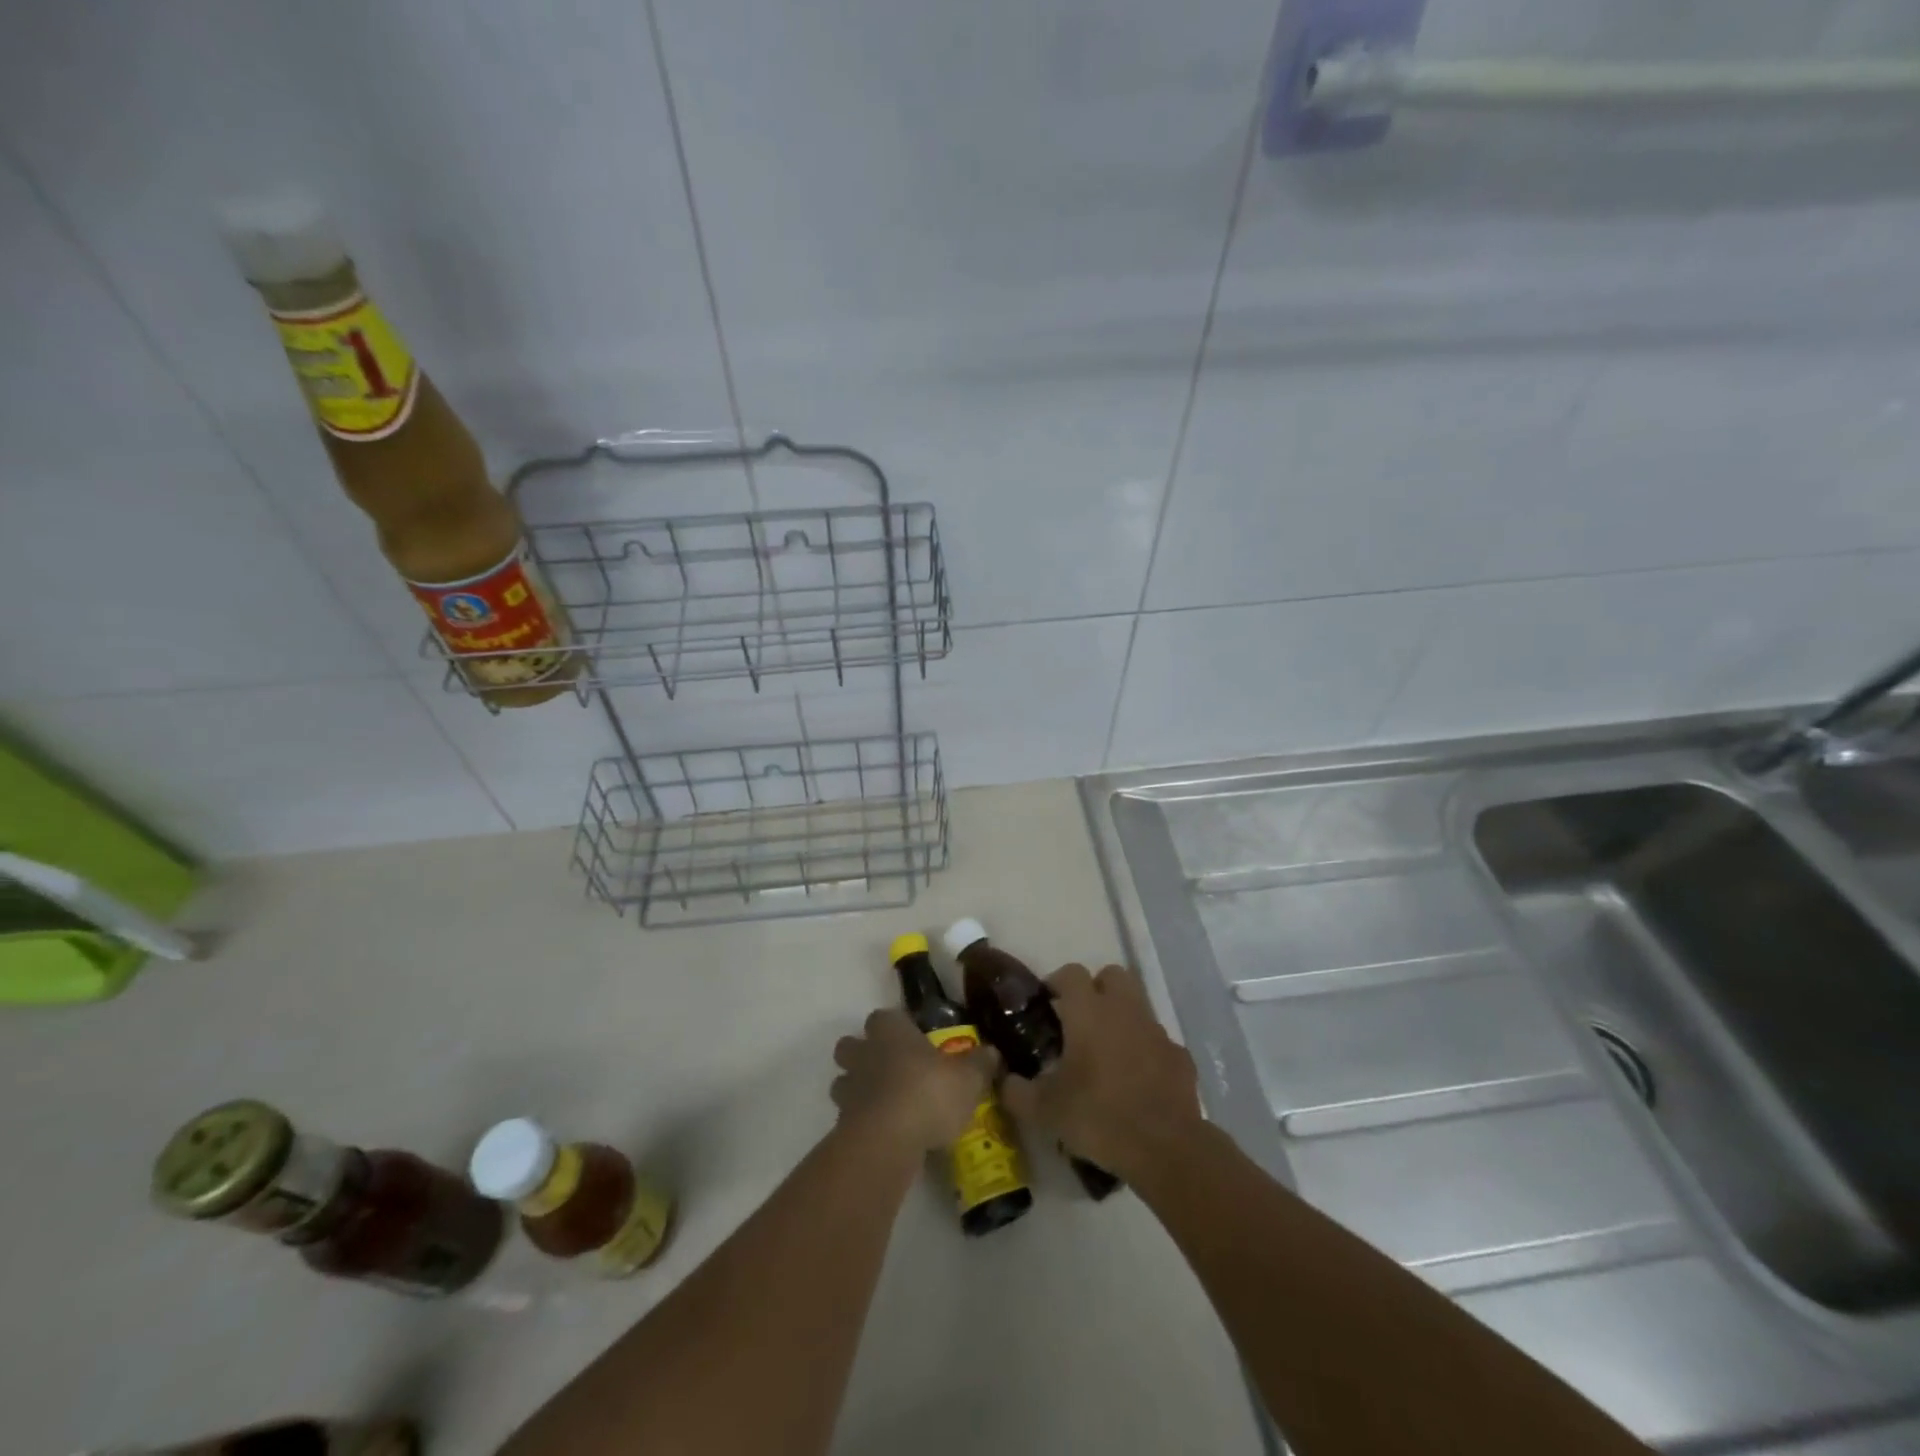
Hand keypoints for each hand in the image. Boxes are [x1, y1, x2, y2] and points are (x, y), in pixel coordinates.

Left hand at [831, 1008, 995, 1154]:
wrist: (887, 1141)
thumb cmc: (928, 1093)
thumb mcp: (968, 1079)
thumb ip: (980, 1064)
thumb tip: (993, 1052)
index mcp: (891, 1031)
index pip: (884, 1017)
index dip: (896, 1027)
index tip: (911, 1040)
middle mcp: (864, 1052)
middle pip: (851, 1045)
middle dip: (864, 1054)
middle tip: (891, 1070)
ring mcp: (849, 1088)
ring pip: (843, 1080)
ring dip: (858, 1089)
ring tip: (885, 1104)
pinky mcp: (842, 1123)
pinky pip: (848, 1116)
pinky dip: (861, 1121)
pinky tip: (884, 1133)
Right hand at [999, 964, 1203, 1182]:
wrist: (1165, 1148)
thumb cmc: (1098, 1117)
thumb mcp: (1044, 1110)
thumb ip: (1017, 1091)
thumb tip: (1004, 1079)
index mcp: (1089, 1011)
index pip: (1071, 973)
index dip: (1056, 983)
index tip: (1047, 1006)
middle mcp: (1125, 1010)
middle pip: (1112, 975)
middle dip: (1096, 989)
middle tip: (1080, 1021)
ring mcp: (1156, 1031)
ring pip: (1137, 1005)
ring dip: (1122, 1019)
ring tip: (1107, 1054)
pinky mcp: (1180, 1056)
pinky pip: (1158, 1042)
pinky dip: (1147, 1052)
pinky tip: (1137, 1081)